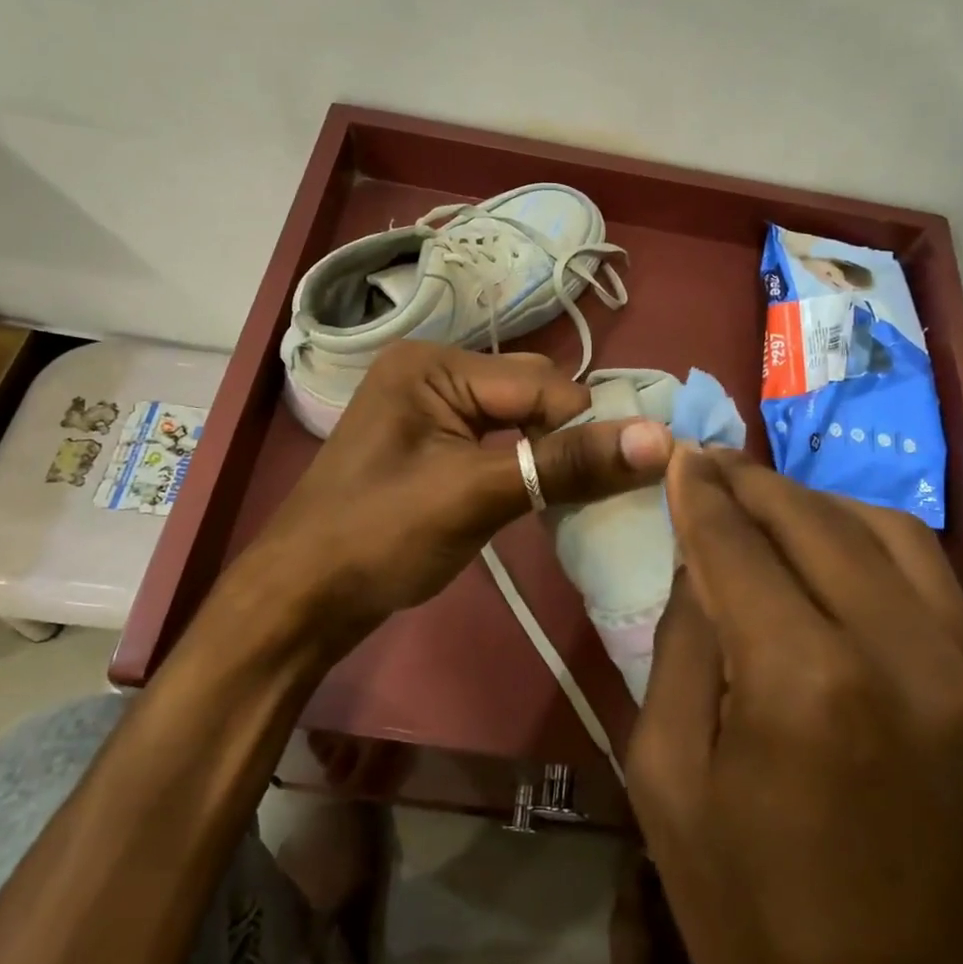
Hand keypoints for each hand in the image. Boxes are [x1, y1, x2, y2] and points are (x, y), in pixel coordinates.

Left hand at [252, 342, 672, 645]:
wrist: (301, 600)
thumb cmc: (378, 538)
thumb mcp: (475, 496)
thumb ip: (566, 465)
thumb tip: (661, 439)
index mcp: (435, 364)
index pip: (543, 382)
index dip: (580, 432)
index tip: (602, 486)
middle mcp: (433, 372)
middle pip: (532, 394)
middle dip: (562, 441)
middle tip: (572, 497)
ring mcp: (429, 410)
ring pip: (519, 420)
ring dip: (546, 457)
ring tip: (557, 501)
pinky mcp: (431, 445)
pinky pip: (496, 442)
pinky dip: (521, 467)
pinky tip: (530, 497)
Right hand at [628, 450, 962, 963]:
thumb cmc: (751, 918)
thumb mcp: (666, 777)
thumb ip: (680, 646)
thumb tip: (699, 561)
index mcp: (804, 685)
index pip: (738, 546)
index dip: (701, 493)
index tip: (678, 452)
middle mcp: (901, 657)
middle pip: (814, 523)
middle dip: (751, 484)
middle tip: (708, 464)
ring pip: (885, 532)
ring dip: (813, 503)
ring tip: (762, 499)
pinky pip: (929, 578)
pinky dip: (869, 541)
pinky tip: (829, 546)